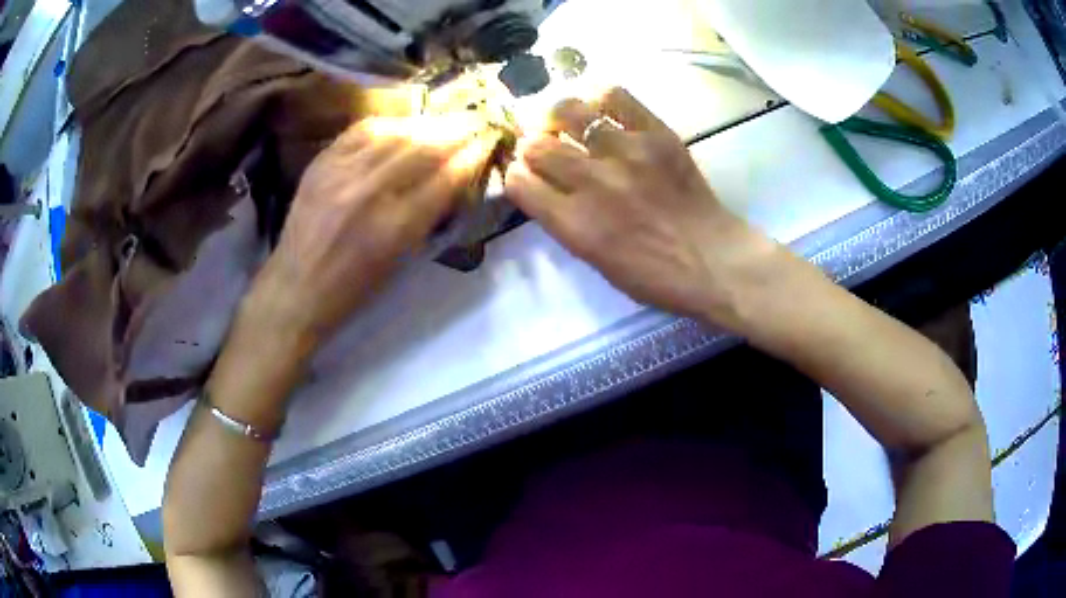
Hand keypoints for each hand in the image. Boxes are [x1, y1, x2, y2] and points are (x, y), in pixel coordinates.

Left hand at [244, 114, 497, 352]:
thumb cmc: (353, 290)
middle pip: (424, 148)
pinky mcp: (321, 163)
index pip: (445, 179)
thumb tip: (453, 179)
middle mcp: (370, 193)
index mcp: (396, 229)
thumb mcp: (400, 261)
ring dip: (426, 124)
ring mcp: (342, 173)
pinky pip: (361, 130)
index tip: (488, 142)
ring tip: (444, 119)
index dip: (472, 156)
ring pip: (395, 133)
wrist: (295, 289)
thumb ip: (427, 217)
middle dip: (457, 131)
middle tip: (475, 121)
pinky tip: (402, 124)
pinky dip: (388, 124)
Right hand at [505, 88, 776, 327]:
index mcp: (575, 224)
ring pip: (566, 112)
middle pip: (536, 146)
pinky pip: (614, 96)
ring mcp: (625, 152)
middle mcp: (592, 183)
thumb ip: (564, 221)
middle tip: (544, 147)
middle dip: (532, 147)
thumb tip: (542, 184)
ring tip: (564, 121)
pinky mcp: (656, 133)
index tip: (525, 174)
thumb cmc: (654, 275)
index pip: (518, 182)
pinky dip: (598, 98)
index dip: (515, 175)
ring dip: (556, 117)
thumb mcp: (595, 261)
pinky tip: (597, 108)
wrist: (713, 260)